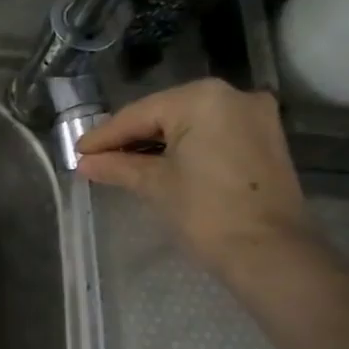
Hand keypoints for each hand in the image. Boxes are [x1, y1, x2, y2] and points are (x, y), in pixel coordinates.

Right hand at [75, 79, 309, 270]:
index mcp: (201, 98)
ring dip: (155, 143)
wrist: (270, 253)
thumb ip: (118, 166)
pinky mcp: (264, 139)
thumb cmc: (206, 212)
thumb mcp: (155, 185)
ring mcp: (253, 116)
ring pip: (189, 123)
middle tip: (95, 158)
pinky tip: (157, 163)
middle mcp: (232, 95)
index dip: (104, 136)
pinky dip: (183, 147)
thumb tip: (85, 163)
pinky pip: (211, 134)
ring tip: (120, 163)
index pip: (139, 114)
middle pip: (165, 114)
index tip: (77, 152)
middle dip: (130, 137)